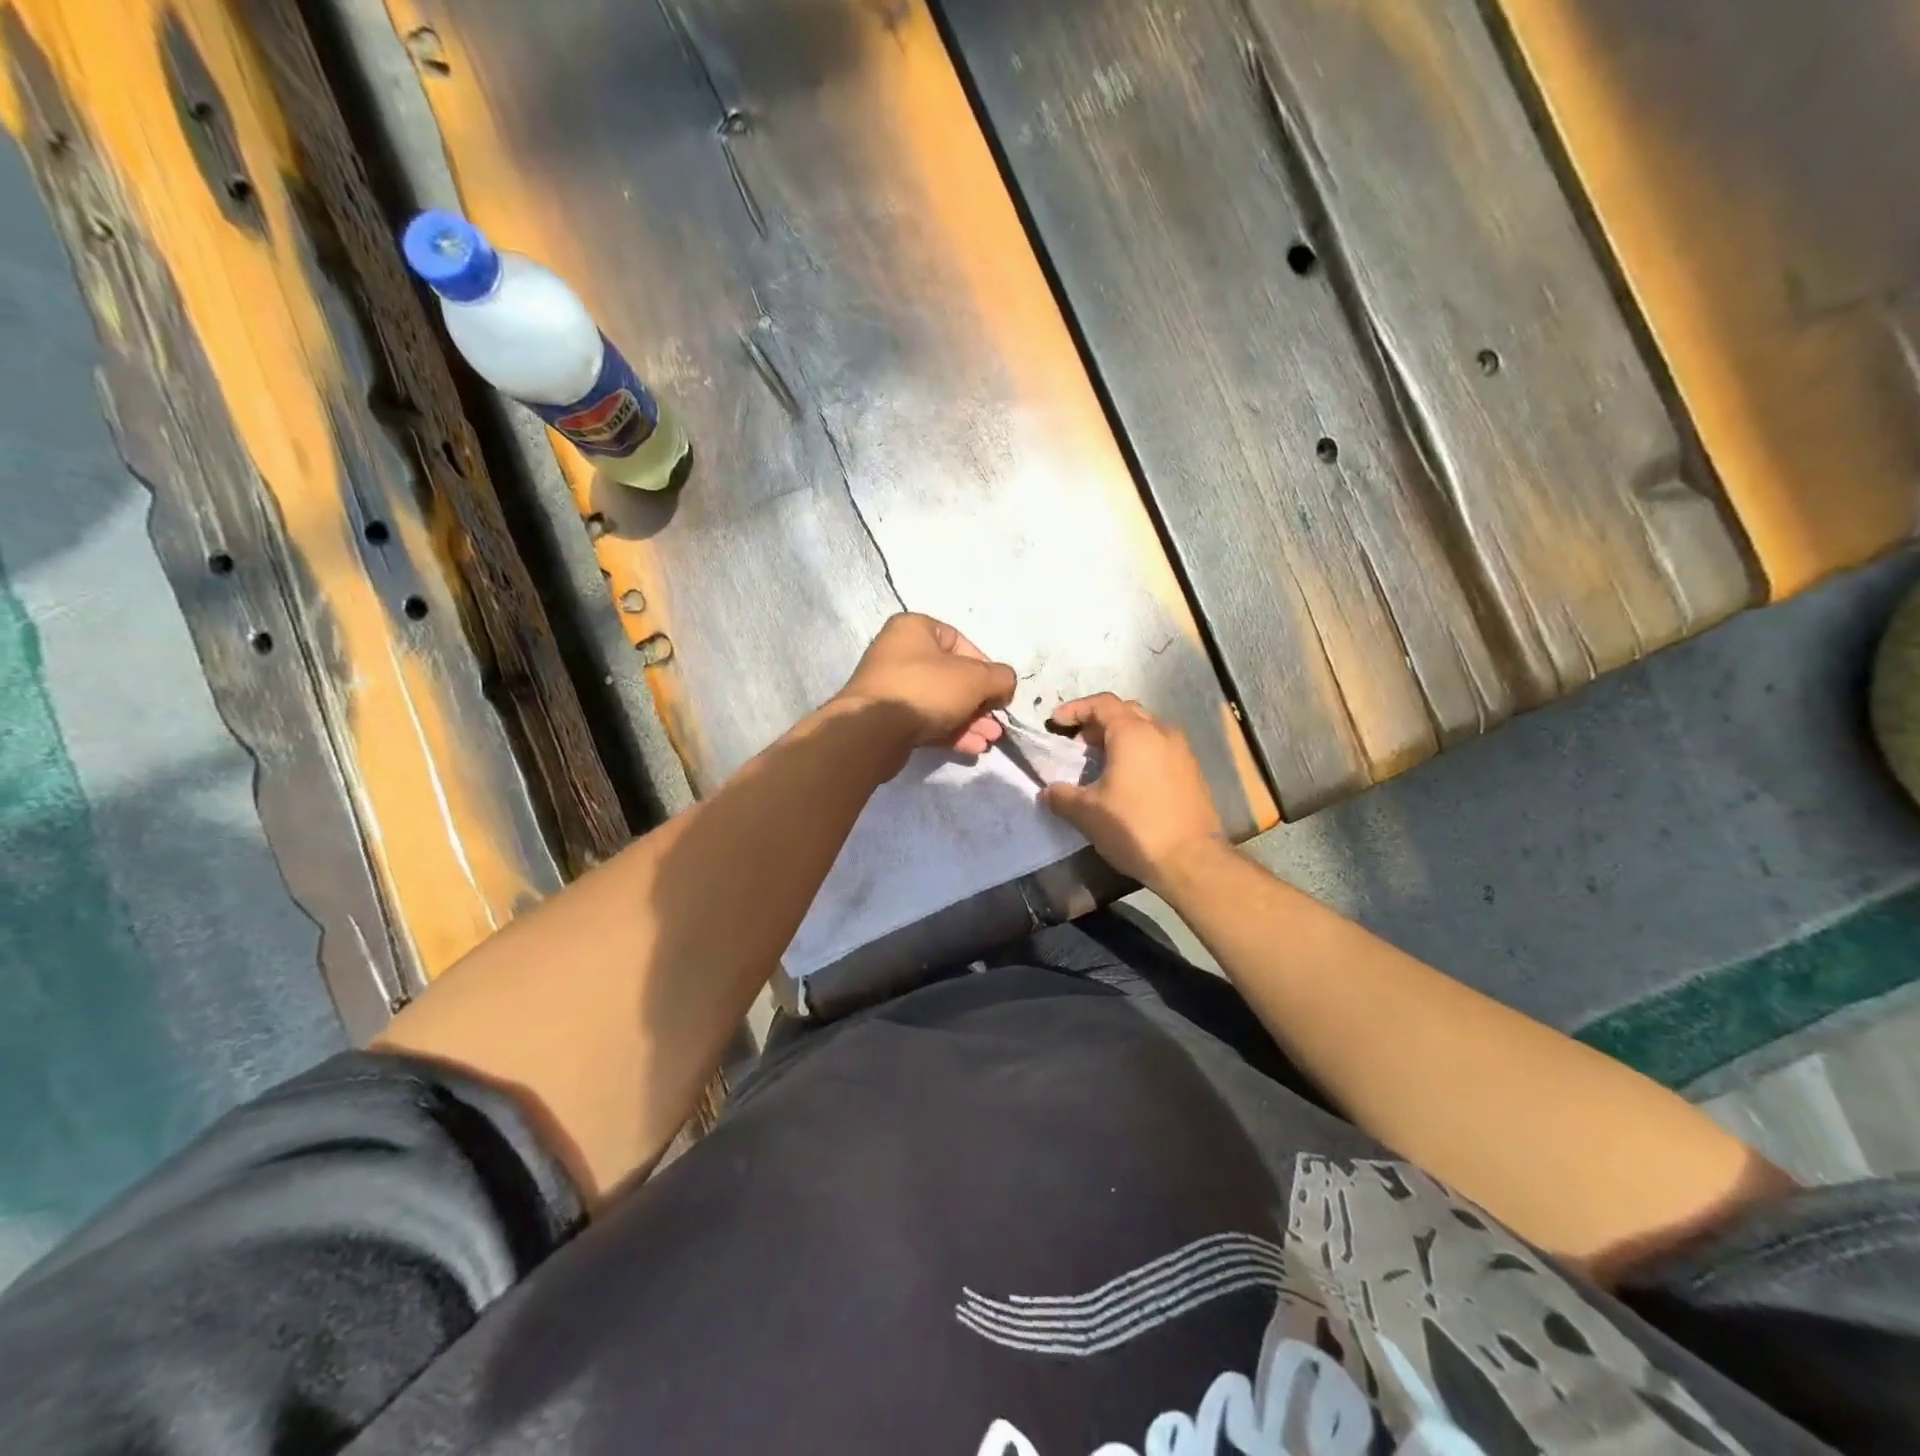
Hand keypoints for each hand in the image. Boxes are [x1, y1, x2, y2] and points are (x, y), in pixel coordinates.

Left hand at [836, 613, 1016, 757]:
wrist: (872, 731)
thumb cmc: (926, 689)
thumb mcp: (975, 678)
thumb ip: (1000, 678)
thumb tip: (1006, 685)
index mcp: (915, 629)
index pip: (961, 643)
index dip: (985, 668)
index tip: (998, 691)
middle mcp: (899, 653)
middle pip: (952, 677)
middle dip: (980, 702)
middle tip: (997, 723)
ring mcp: (892, 688)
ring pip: (942, 702)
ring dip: (970, 721)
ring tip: (990, 740)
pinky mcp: (888, 719)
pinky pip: (927, 721)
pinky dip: (951, 732)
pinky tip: (973, 748)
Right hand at [1039, 694, 1226, 887]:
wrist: (1192, 861)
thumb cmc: (1134, 828)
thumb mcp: (1087, 813)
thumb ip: (1061, 796)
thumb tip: (1048, 792)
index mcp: (1133, 733)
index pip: (1101, 704)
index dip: (1075, 709)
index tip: (1055, 723)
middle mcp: (1161, 732)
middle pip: (1126, 712)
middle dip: (1098, 722)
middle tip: (1077, 743)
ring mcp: (1182, 752)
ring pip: (1146, 730)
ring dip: (1120, 738)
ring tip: (1100, 762)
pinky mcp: (1192, 772)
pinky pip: (1160, 749)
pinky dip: (1139, 753)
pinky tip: (1127, 780)